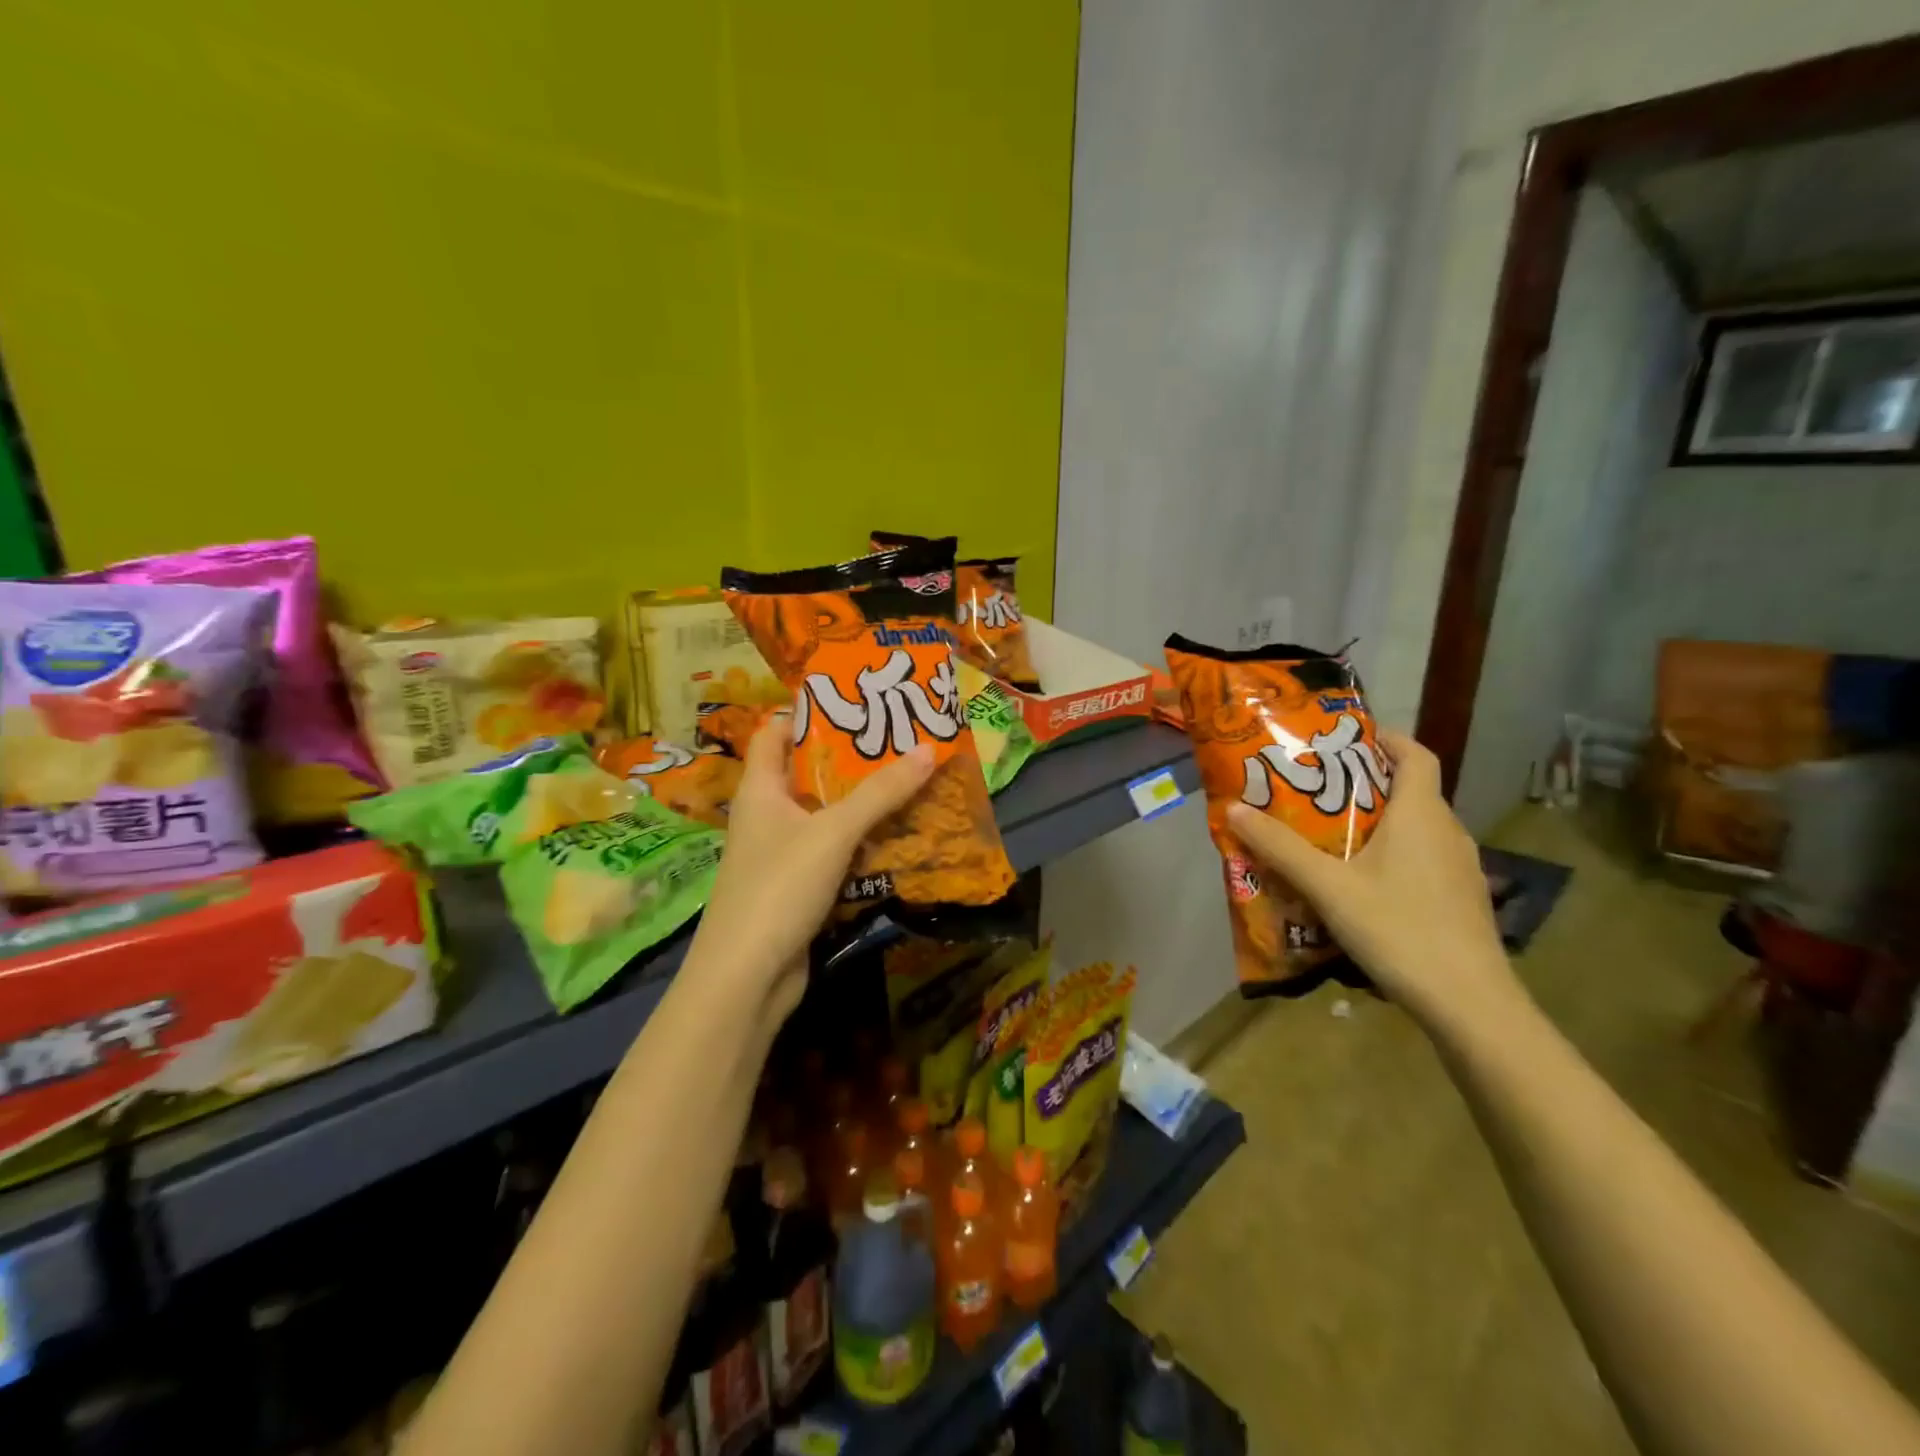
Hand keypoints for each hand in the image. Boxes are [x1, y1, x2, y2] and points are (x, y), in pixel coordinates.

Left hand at [682, 711, 934, 1026]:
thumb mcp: (833, 832)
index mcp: (760, 789)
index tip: (856, 703)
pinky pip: (835, 853)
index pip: (775, 732)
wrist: (747, 978)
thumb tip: (928, 749)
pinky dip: (863, 843)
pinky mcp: (799, 888)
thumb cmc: (779, 887)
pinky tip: (900, 836)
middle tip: (900, 741)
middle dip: (852, 759)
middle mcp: (767, 815)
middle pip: (809, 773)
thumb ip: (880, 792)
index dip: (808, 713)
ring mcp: (782, 854)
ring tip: (911, 781)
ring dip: (864, 803)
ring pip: (827, 816)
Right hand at [1225, 731, 1521, 1031]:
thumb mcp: (1329, 886)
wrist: (1470, 1004)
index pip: (1415, 754)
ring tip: (1329, 836)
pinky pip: (1423, 861)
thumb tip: (1233, 808)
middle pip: (1410, 791)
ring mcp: (1461, 869)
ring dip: (1378, 823)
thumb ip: (1280, 847)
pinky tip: (1361, 885)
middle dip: (1365, 783)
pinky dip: (1393, 857)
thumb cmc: (1399, 929)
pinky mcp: (1461, 901)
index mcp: (1422, 814)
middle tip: (1317, 789)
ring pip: (1417, 829)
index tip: (1347, 736)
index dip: (1385, 738)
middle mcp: (1448, 832)